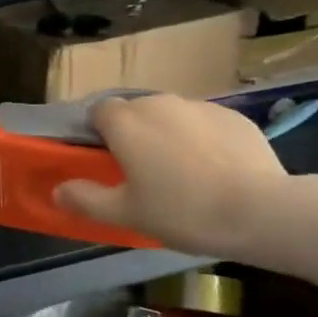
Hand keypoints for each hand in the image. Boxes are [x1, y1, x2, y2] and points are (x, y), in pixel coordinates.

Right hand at [51, 93, 289, 259]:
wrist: (260, 211)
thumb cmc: (182, 211)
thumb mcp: (126, 213)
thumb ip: (86, 199)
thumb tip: (57, 191)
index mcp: (126, 121)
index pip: (98, 111)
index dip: (97, 133)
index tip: (105, 161)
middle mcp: (159, 102)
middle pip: (135, 112)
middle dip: (133, 135)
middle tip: (142, 174)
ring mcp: (200, 106)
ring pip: (171, 116)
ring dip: (168, 136)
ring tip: (182, 175)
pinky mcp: (234, 116)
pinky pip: (204, 124)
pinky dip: (202, 140)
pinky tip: (215, 172)